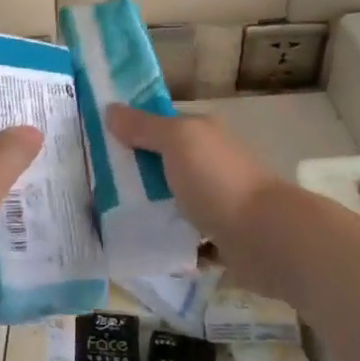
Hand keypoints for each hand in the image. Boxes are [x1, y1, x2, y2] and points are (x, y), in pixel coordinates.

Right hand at [105, 104, 285, 289]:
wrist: (267, 239)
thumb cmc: (218, 181)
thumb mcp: (176, 141)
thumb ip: (143, 127)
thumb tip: (110, 110)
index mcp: (200, 135)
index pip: (158, 126)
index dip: (129, 131)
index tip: (94, 144)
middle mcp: (209, 164)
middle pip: (162, 166)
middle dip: (133, 177)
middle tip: (93, 189)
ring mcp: (216, 202)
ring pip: (172, 203)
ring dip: (150, 213)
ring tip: (111, 223)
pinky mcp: (220, 239)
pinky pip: (186, 240)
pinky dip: (170, 245)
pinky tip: (144, 251)